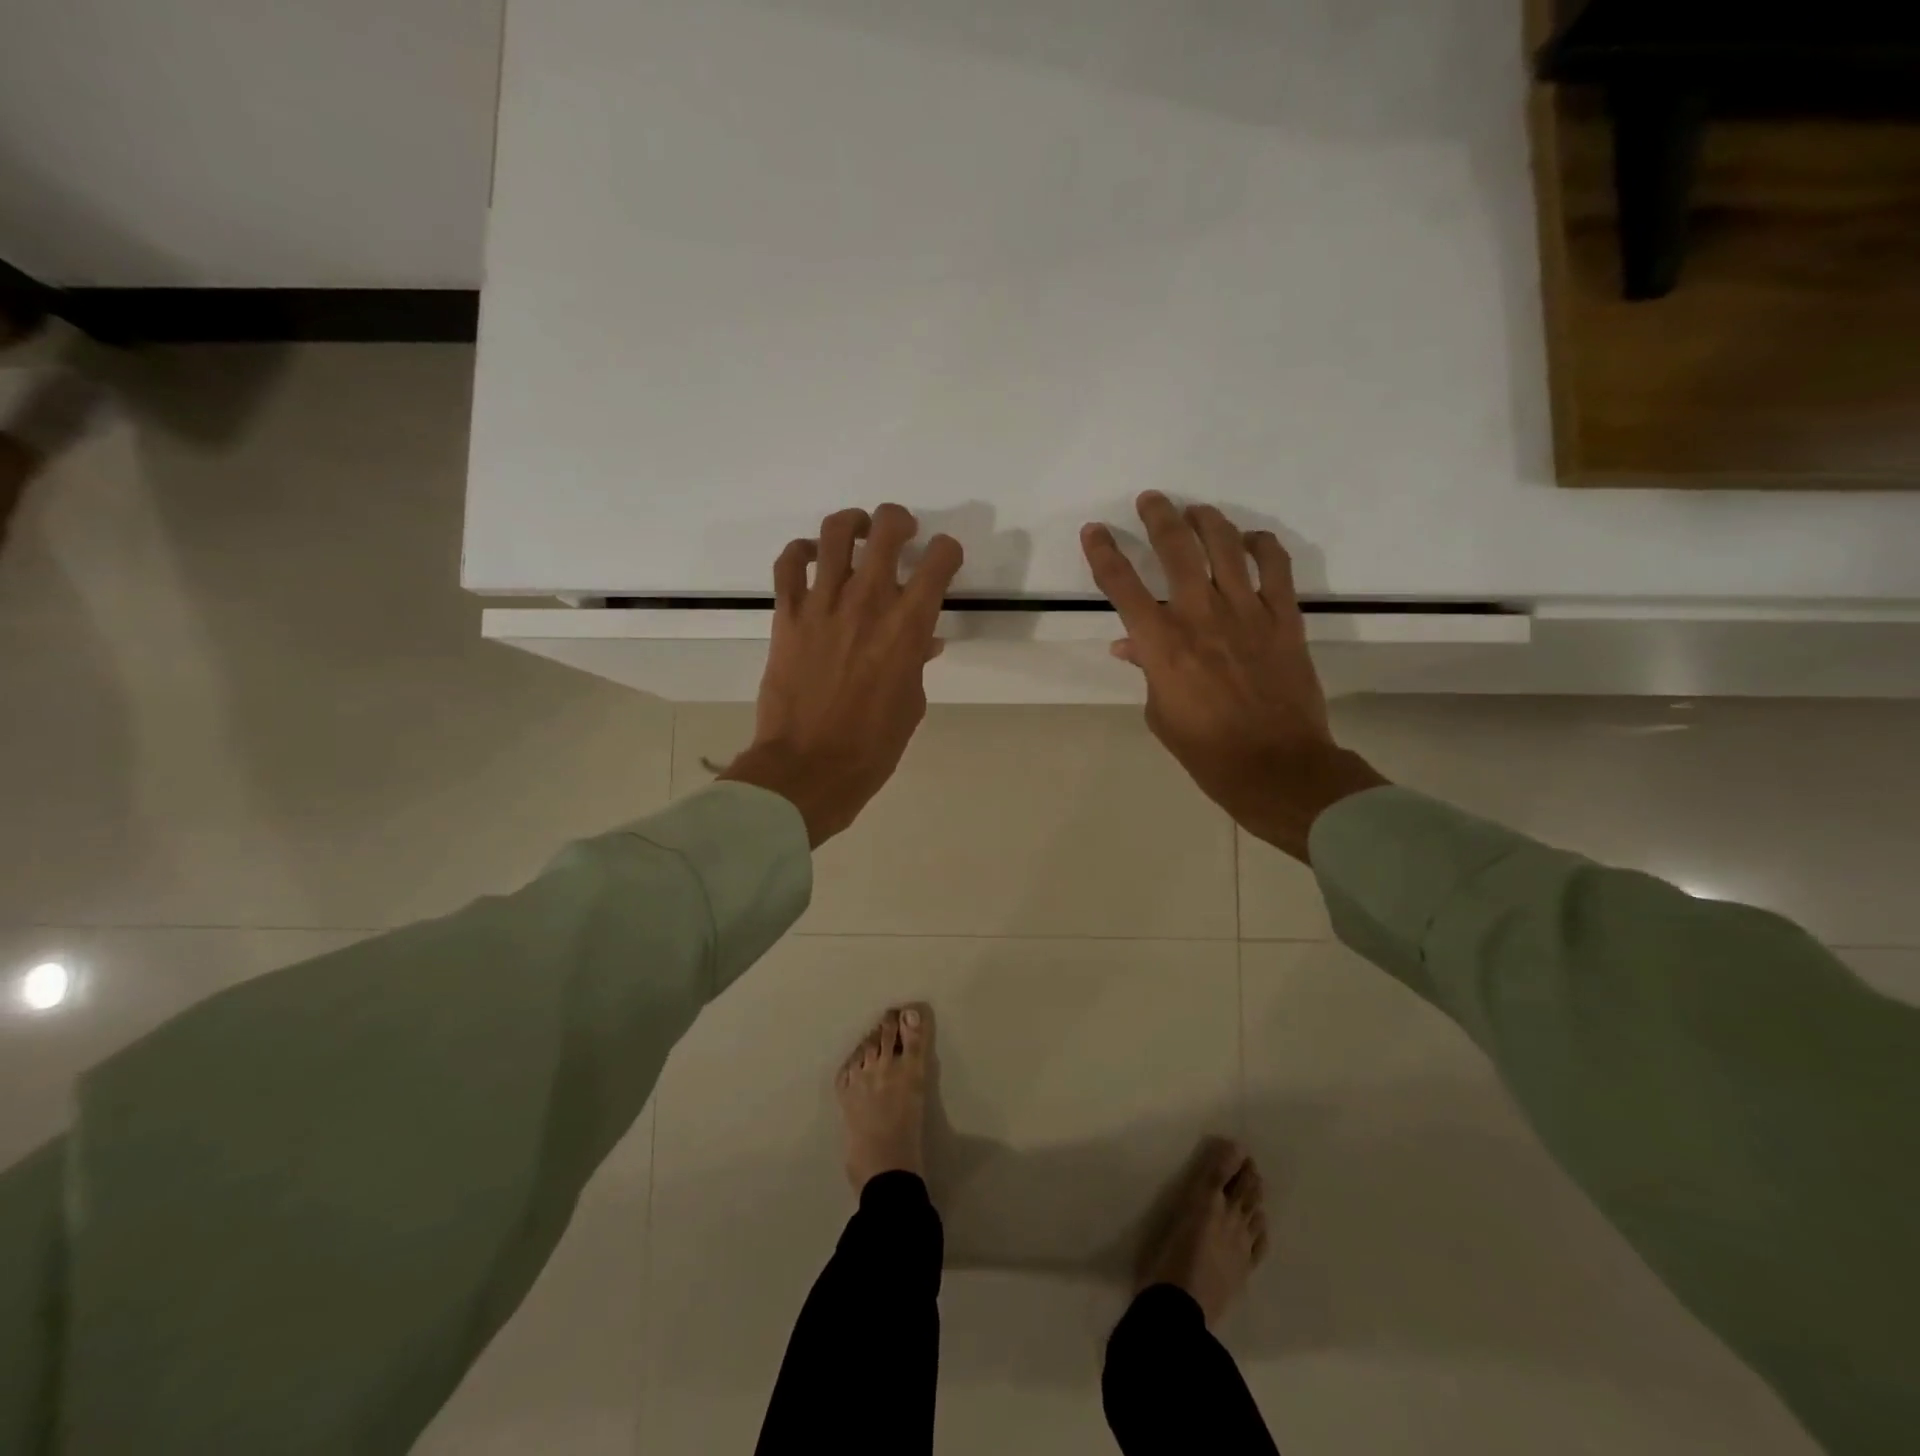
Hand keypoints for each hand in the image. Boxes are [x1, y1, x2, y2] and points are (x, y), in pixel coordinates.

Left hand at [721, 504, 962, 845]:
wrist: (809, 767)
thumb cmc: (872, 745)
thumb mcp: (910, 704)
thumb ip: (915, 663)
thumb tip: (921, 642)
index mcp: (908, 626)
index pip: (940, 561)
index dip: (948, 552)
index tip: (944, 560)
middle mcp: (868, 601)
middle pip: (887, 529)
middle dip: (900, 521)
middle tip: (902, 533)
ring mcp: (822, 604)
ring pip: (835, 533)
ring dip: (852, 524)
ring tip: (858, 534)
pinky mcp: (787, 615)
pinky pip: (788, 565)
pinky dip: (800, 552)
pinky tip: (811, 560)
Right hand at [1080, 492, 1387, 861]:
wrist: (1275, 765)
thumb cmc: (1206, 749)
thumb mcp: (1160, 713)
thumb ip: (1147, 670)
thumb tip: (1130, 645)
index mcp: (1161, 645)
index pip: (1122, 586)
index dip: (1103, 553)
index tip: (1093, 531)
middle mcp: (1200, 616)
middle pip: (1175, 549)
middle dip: (1157, 517)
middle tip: (1150, 500)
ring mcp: (1246, 612)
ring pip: (1224, 546)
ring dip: (1206, 521)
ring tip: (1195, 512)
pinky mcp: (1284, 618)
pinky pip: (1275, 567)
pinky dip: (1261, 546)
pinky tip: (1250, 541)